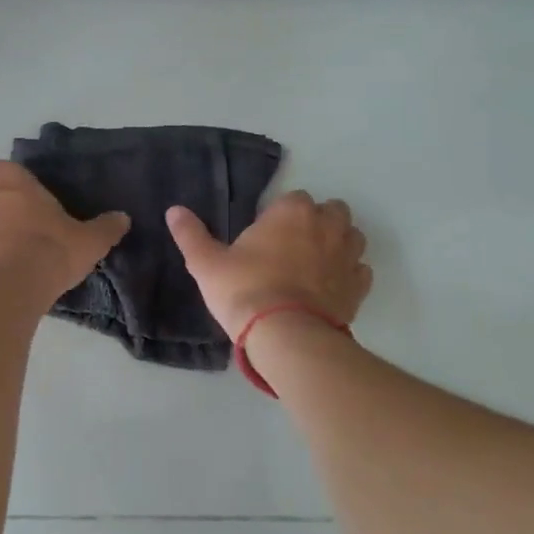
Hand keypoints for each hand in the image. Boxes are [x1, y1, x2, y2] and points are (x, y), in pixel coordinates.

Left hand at [0, 160, 129, 301]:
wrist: (5, 292)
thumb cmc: (48, 251)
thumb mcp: (88, 241)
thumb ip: (105, 227)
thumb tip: (122, 218)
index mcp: (6, 177)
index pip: (10, 171)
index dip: (22, 189)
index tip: (36, 209)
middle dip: (0, 210)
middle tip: (24, 234)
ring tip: (9, 261)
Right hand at [166, 190, 371, 340]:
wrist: (286, 336)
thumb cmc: (244, 291)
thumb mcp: (207, 264)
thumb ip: (191, 234)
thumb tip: (173, 210)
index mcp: (292, 211)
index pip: (293, 198)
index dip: (280, 215)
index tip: (266, 236)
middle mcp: (327, 226)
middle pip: (331, 211)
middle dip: (317, 222)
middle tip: (292, 246)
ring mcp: (347, 256)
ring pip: (352, 237)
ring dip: (339, 243)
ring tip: (315, 264)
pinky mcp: (358, 287)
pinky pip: (360, 270)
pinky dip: (349, 274)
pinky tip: (331, 287)